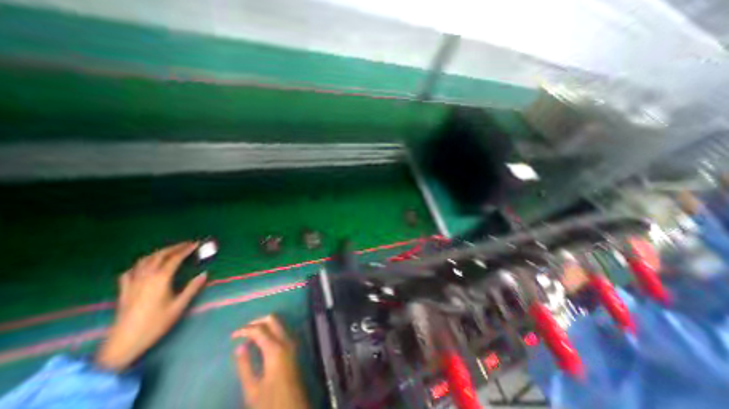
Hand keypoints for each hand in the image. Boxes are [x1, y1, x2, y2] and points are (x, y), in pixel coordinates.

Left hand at [94, 242, 205, 371]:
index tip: (196, 244)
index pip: (174, 259)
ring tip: (170, 251)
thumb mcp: (179, 306)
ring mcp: (132, 283)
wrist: (123, 343)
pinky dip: (140, 264)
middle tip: (186, 244)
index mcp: (160, 279)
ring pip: (144, 261)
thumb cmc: (155, 323)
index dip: (186, 250)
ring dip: (158, 253)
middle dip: (174, 247)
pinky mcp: (124, 290)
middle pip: (159, 256)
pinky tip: (145, 266)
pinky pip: (131, 271)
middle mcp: (145, 277)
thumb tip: (204, 274)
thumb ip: (192, 288)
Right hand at [233, 316, 306, 406]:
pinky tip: (261, 341)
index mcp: (275, 349)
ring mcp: (292, 342)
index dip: (245, 330)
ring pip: (279, 323)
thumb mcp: (252, 389)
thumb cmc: (271, 403)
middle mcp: (286, 340)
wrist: (294, 408)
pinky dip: (271, 330)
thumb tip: (240, 347)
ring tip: (250, 336)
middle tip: (243, 332)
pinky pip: (282, 330)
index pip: (259, 329)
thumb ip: (245, 365)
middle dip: (257, 321)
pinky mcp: (294, 346)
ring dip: (265, 324)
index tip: (232, 336)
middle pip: (272, 319)